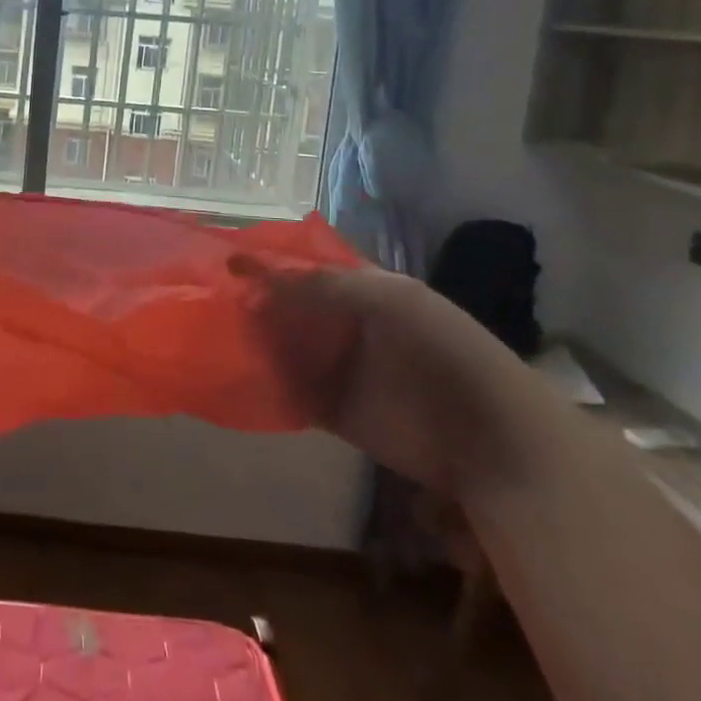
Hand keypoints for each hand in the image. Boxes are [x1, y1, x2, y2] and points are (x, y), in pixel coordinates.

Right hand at [238, 263, 548, 503]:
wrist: (490, 438)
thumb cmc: (445, 352)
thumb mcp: (390, 300)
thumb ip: (325, 286)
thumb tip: (259, 278)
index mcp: (363, 290)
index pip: (306, 269)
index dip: (270, 264)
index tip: (226, 261)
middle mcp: (344, 325)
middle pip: (288, 308)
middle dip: (254, 303)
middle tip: (210, 300)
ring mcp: (337, 368)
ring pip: (283, 348)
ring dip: (254, 341)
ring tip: (211, 333)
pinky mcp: (331, 410)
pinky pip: (289, 391)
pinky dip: (265, 383)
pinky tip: (236, 374)